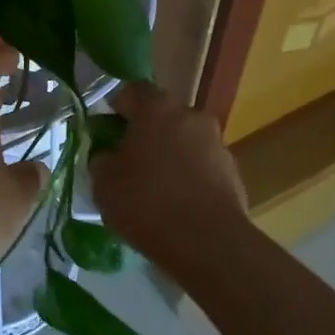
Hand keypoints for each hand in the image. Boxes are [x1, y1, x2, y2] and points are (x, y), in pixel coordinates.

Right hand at [88, 81, 247, 269]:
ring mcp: (217, 143)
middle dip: (144, 133)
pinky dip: (188, 177)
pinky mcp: (233, 172)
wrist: (207, 242)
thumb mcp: (104, 183)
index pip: (131, 91)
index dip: (115, 108)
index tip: (104, 130)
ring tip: (153, 188)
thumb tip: (107, 154)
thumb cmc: (147, 202)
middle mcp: (191, 116)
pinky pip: (201, 167)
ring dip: (169, 156)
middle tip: (127, 161)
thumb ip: (101, 159)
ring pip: (184, 142)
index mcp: (157, 108)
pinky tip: (176, 205)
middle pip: (161, 117)